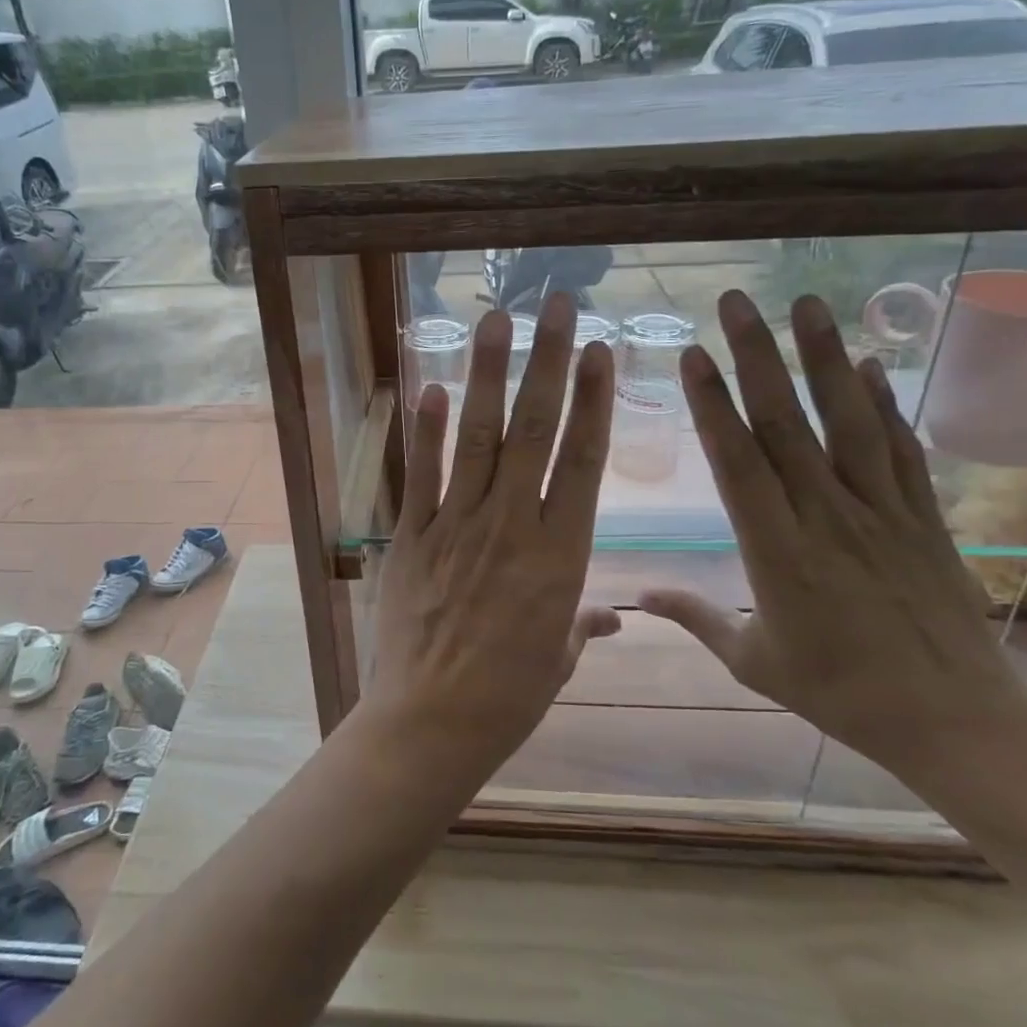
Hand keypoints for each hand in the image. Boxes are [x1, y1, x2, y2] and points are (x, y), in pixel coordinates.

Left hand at [368, 293, 620, 780]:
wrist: (434, 721)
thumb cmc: (510, 695)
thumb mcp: (560, 658)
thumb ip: (583, 623)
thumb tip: (614, 614)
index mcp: (560, 554)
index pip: (583, 460)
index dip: (592, 400)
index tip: (599, 350)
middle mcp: (512, 525)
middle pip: (535, 430)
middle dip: (548, 361)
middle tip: (557, 305)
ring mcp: (457, 525)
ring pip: (479, 437)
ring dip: (488, 374)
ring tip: (496, 321)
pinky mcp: (412, 537)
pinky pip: (421, 475)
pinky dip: (426, 431)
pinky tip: (433, 388)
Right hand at [640, 291, 1026, 782]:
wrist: (955, 722)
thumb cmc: (840, 693)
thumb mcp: (753, 662)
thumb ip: (695, 618)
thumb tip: (637, 594)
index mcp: (777, 552)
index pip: (738, 463)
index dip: (712, 406)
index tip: (693, 356)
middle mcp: (827, 516)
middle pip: (787, 424)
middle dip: (757, 356)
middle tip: (735, 302)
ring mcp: (881, 511)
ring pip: (848, 422)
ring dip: (824, 358)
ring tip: (807, 303)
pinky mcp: (924, 518)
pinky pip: (901, 450)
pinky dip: (885, 404)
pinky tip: (869, 365)